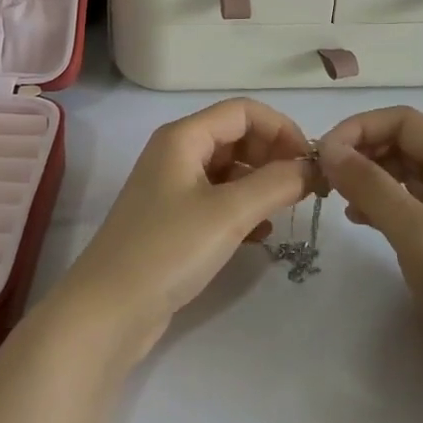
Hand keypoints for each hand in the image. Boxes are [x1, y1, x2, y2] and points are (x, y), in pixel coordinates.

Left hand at [44, 98, 314, 365]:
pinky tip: (262, 235)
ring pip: (230, 170)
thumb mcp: (228, 213)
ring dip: (261, 183)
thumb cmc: (168, 250)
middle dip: (273, 156)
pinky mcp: (174, 221)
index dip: (281, 128)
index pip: (243, 111)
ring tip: (287, 210)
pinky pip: (219, 200)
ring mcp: (173, 188)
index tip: (310, 162)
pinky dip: (244, 208)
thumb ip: (276, 184)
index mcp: (183, 137)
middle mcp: (177, 153)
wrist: (109, 310)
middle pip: (236, 136)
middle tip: (304, 189)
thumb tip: (313, 167)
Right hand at [319, 107, 422, 422]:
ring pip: (399, 174)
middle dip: (360, 151)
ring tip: (334, 196)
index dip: (360, 128)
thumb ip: (371, 186)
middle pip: (401, 143)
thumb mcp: (418, 233)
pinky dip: (376, 203)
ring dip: (365, 176)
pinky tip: (356, 219)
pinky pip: (403, 205)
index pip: (403, 121)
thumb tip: (327, 148)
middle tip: (322, 177)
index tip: (322, 155)